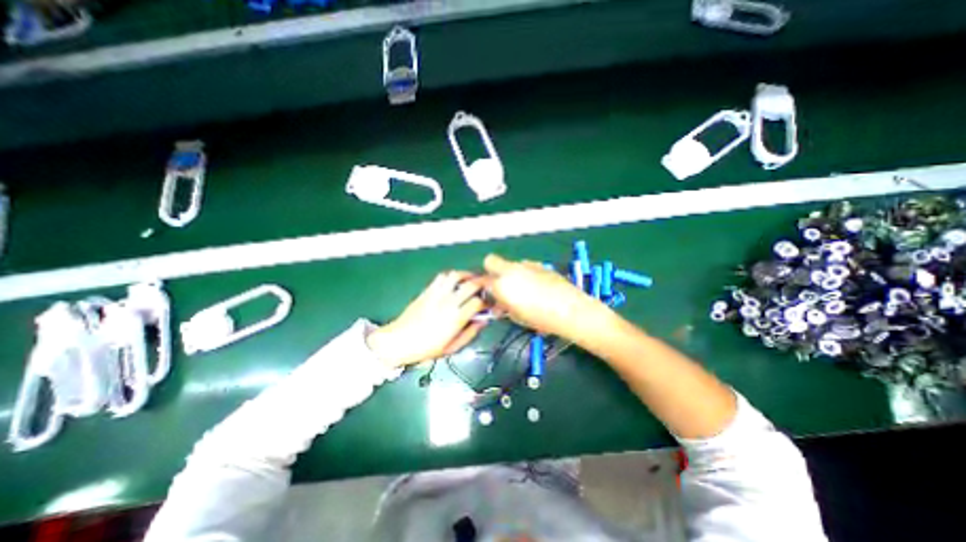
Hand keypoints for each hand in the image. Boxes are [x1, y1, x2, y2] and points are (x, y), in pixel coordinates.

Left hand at [366, 270, 487, 367]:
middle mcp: (448, 303)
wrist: (399, 340)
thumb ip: (469, 334)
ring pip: (456, 275)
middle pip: (471, 284)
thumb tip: (482, 322)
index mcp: (456, 319)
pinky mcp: (427, 290)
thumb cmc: (426, 348)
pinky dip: (451, 276)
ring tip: (472, 278)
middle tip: (487, 284)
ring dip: (467, 275)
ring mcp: (437, 294)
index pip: (478, 302)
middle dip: (482, 282)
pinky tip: (454, 281)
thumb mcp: (451, 348)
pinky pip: (442, 277)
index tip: (487, 306)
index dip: (486, 303)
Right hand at [480, 253, 606, 339]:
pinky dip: (526, 273)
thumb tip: (499, 304)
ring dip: (511, 273)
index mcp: (502, 284)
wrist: (570, 309)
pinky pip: (526, 266)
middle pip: (491, 261)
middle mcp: (511, 270)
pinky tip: (537, 286)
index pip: (483, 281)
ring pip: (510, 264)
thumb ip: (504, 307)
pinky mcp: (540, 265)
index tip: (490, 296)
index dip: (485, 288)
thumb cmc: (541, 318)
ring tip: (523, 289)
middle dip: (491, 271)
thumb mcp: (517, 316)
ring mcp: (526, 264)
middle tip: (500, 286)